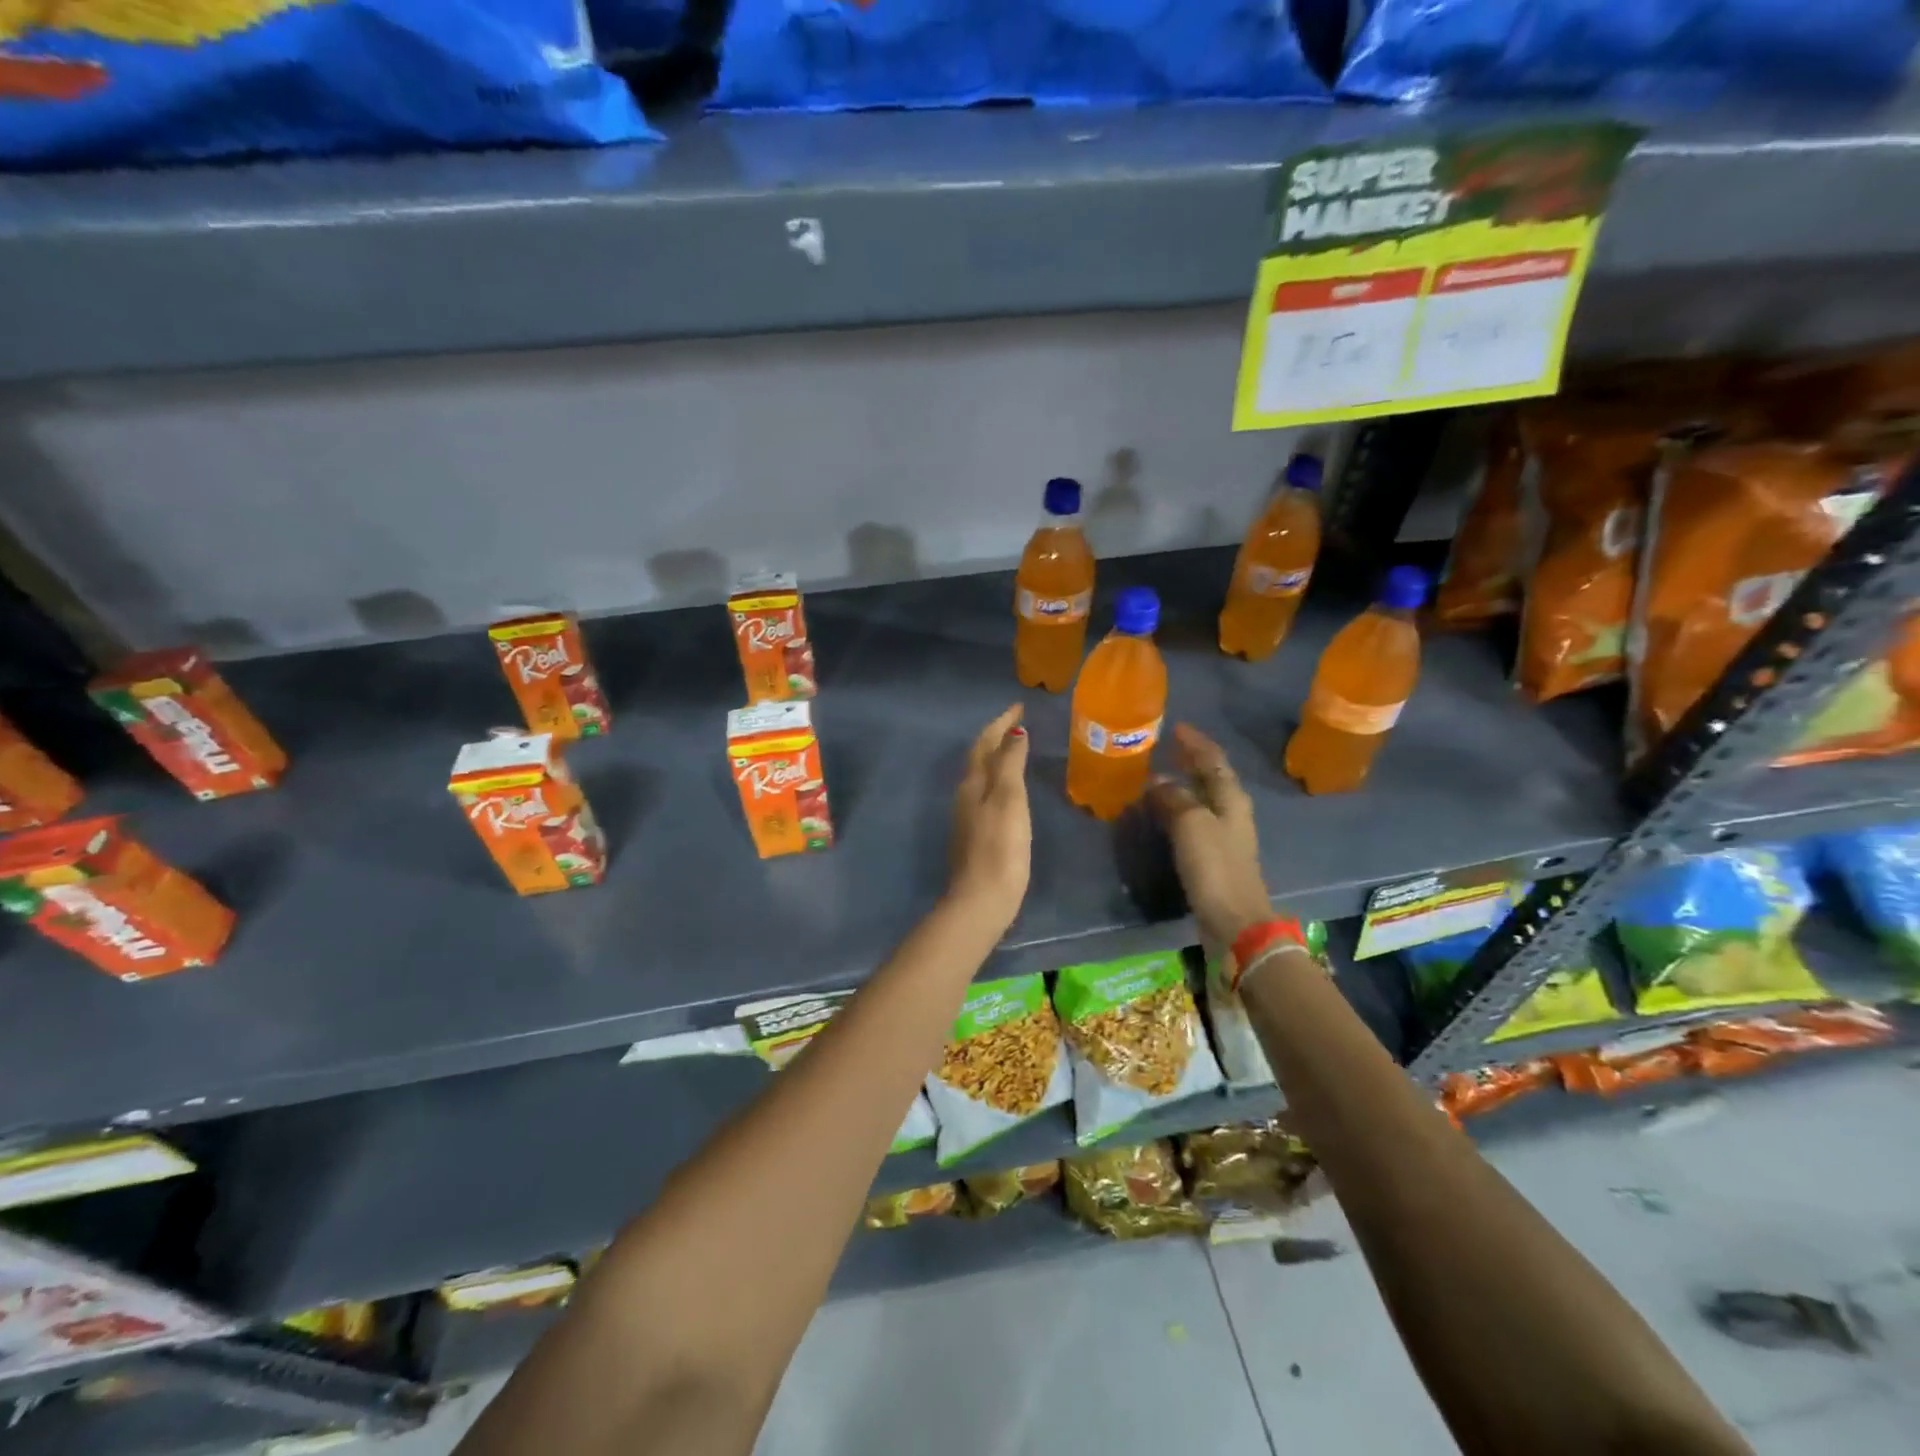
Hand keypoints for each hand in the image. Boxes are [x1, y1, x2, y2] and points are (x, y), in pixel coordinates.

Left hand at [947, 704, 1031, 931]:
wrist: (981, 900)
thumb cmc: (1000, 847)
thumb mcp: (1009, 799)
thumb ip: (1010, 764)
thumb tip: (1014, 732)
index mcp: (973, 784)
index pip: (985, 743)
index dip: (1000, 722)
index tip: (1018, 705)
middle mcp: (965, 796)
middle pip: (979, 757)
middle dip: (997, 736)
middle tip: (1018, 722)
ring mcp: (968, 818)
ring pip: (981, 776)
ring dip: (996, 758)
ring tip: (1015, 749)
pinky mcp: (976, 837)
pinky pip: (986, 796)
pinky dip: (998, 781)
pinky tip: (1009, 790)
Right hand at [1147, 724, 1271, 948]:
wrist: (1234, 921)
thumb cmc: (1215, 867)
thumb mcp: (1192, 824)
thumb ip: (1175, 798)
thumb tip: (1158, 782)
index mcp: (1232, 798)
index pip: (1214, 760)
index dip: (1196, 743)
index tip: (1176, 727)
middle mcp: (1231, 813)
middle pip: (1211, 778)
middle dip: (1190, 762)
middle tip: (1165, 749)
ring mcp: (1224, 836)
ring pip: (1201, 800)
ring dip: (1181, 786)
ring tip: (1156, 777)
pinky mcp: (1213, 858)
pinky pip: (1192, 823)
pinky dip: (1177, 810)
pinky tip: (1160, 814)